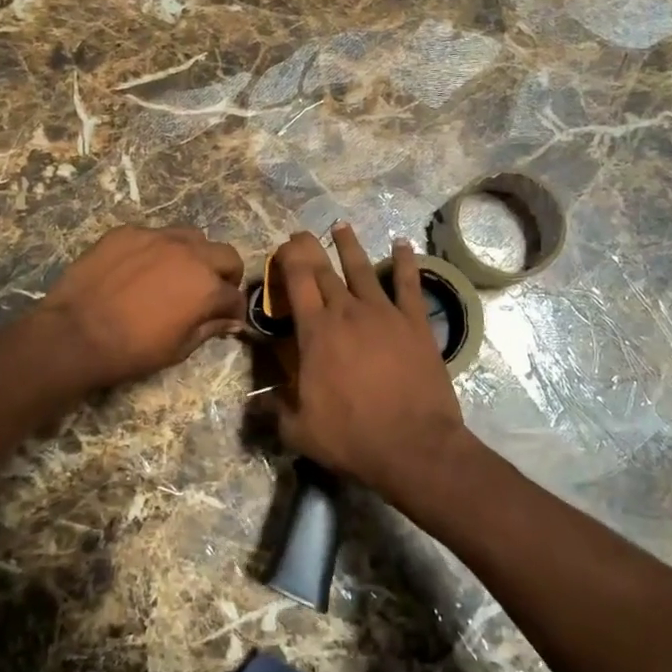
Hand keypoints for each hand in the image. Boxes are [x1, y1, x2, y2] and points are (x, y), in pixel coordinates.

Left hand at [38, 226, 246, 389]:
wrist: (75, 333)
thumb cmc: (131, 350)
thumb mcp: (178, 349)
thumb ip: (209, 328)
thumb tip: (232, 321)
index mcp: (207, 286)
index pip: (235, 295)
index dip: (234, 310)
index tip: (227, 318)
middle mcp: (190, 253)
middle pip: (225, 255)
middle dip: (226, 274)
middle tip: (211, 291)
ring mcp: (157, 237)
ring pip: (191, 236)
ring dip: (194, 254)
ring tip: (178, 272)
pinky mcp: (128, 231)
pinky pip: (154, 235)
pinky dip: (157, 250)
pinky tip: (140, 268)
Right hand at [272, 224, 468, 496]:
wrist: (414, 445)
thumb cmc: (351, 437)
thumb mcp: (299, 430)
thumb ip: (274, 410)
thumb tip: (255, 400)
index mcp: (315, 332)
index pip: (297, 282)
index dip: (288, 259)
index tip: (283, 246)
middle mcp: (347, 312)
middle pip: (325, 271)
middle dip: (310, 249)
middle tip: (303, 235)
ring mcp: (384, 313)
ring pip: (363, 269)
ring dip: (350, 246)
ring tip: (341, 226)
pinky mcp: (415, 322)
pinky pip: (409, 283)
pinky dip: (405, 261)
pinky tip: (403, 244)